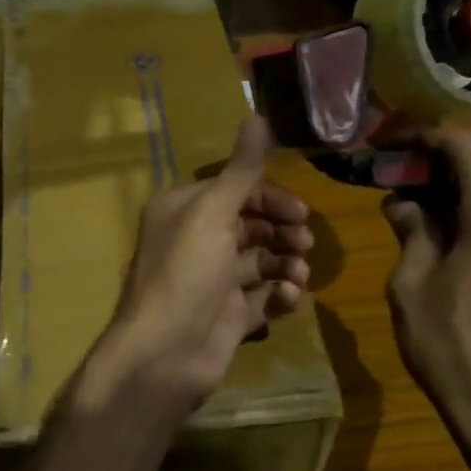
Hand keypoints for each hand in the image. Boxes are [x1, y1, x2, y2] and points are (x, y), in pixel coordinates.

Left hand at [87, 116, 312, 418]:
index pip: (234, 190)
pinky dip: (280, 294)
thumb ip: (240, 170)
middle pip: (251, 224)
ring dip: (285, 261)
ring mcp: (213, 281)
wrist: (165, 355)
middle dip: (282, 229)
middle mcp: (197, 241)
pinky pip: (263, 297)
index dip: (269, 196)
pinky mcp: (228, 316)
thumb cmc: (186, 274)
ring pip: (261, 260)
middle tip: (304, 240)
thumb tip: (256, 116)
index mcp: (185, 211)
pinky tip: (290, 298)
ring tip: (298, 273)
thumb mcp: (212, 214)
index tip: (301, 211)